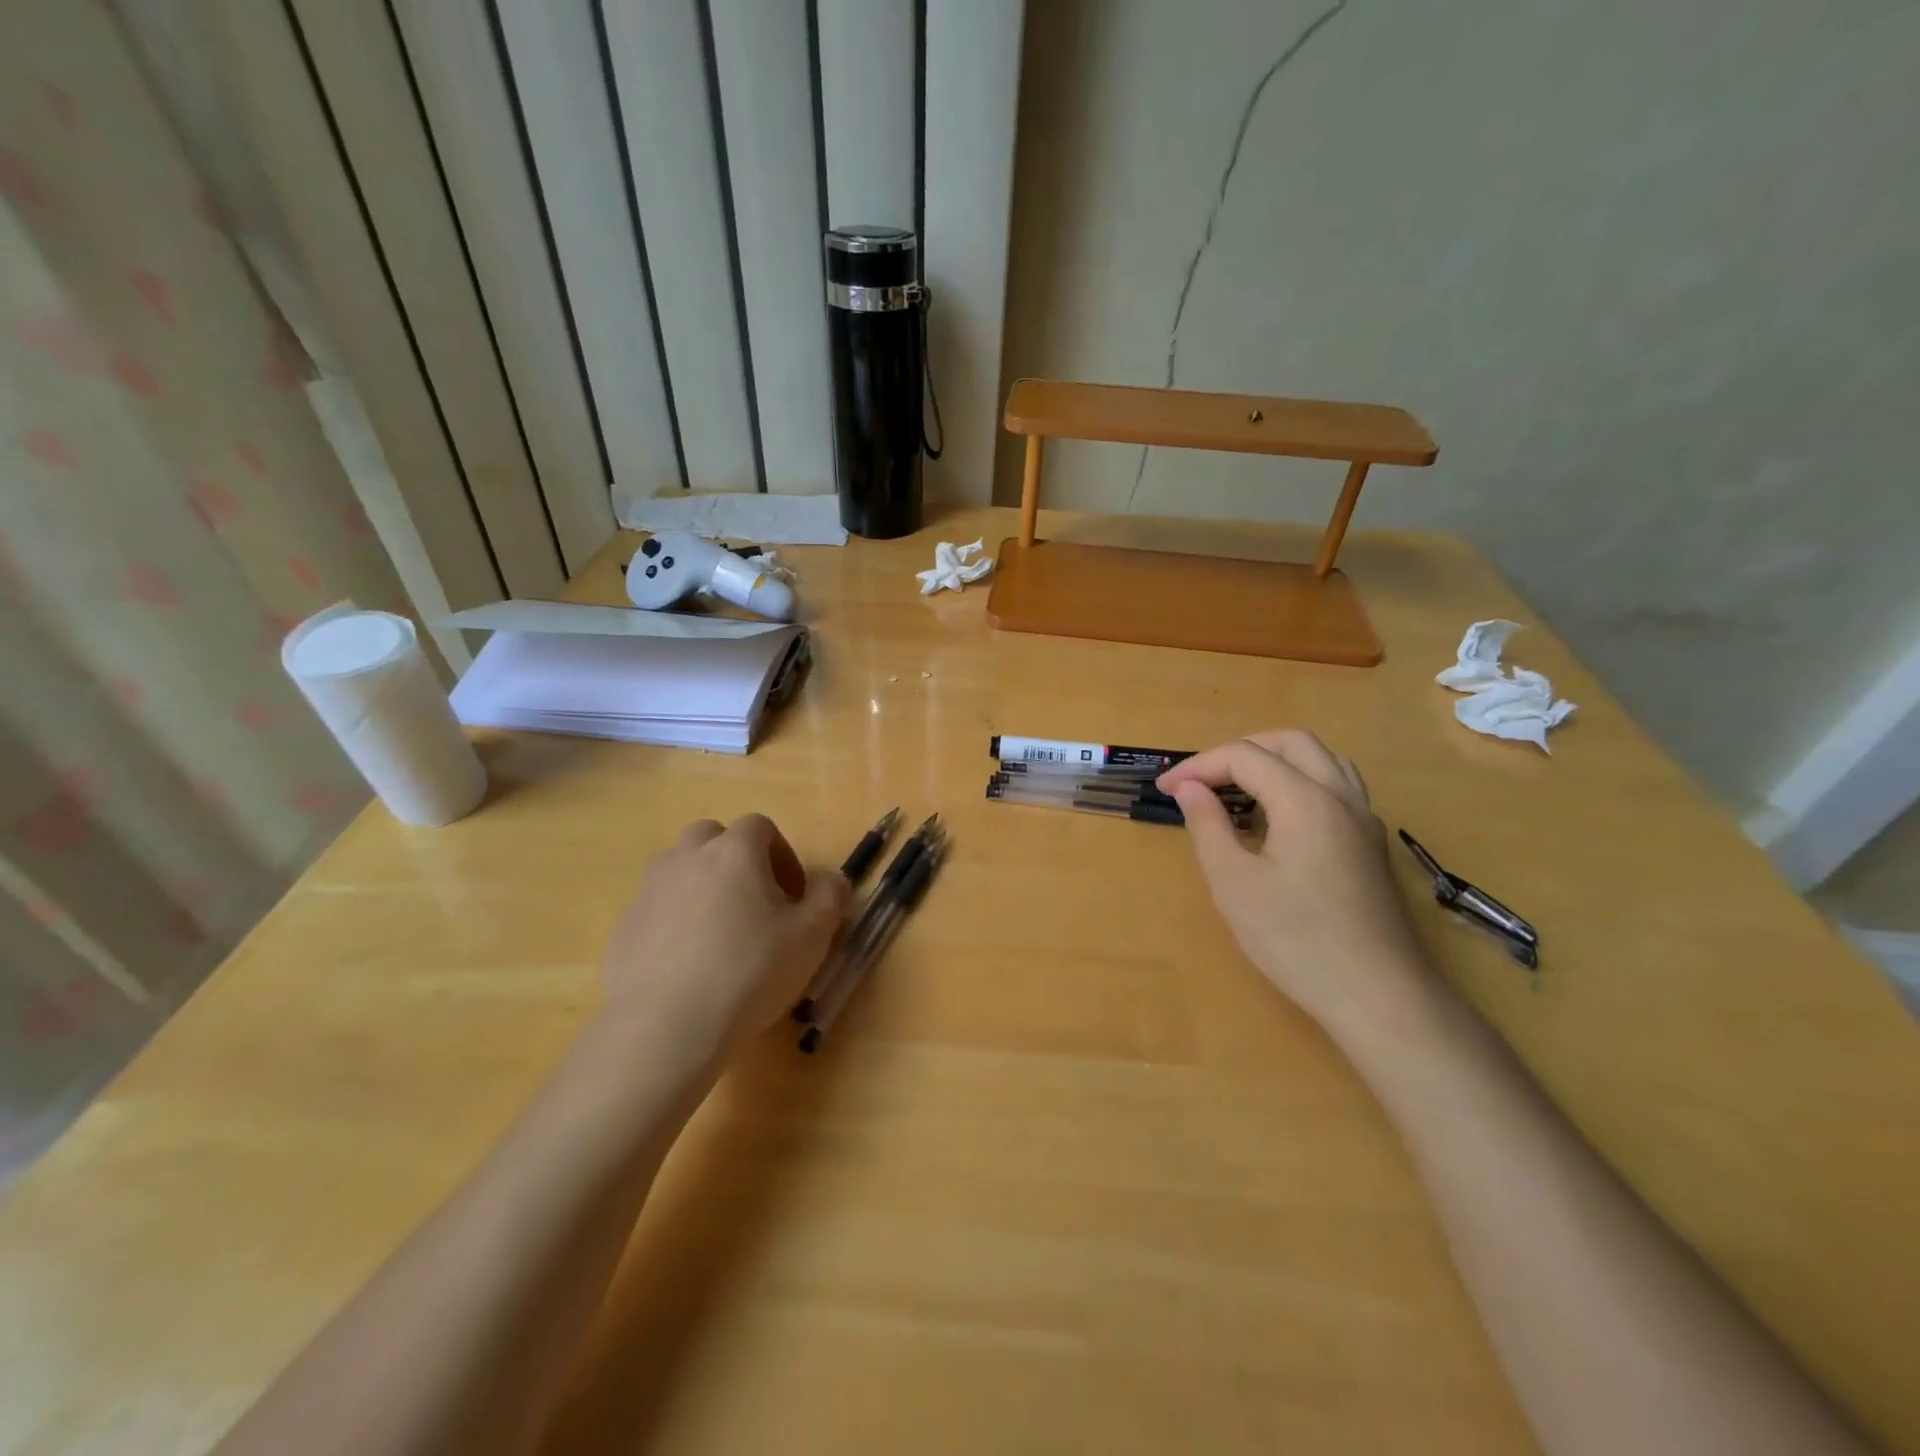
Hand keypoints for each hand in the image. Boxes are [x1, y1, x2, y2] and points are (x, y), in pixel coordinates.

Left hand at [599, 815, 848, 1072]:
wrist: (666, 1027)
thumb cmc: (750, 971)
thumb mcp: (811, 936)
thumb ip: (830, 897)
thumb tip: (832, 881)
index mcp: (734, 852)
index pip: (760, 826)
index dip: (782, 854)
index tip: (794, 894)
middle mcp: (687, 859)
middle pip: (711, 837)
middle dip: (735, 859)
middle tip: (754, 901)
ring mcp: (650, 892)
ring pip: (679, 869)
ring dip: (702, 885)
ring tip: (720, 931)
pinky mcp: (625, 928)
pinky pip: (657, 909)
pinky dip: (675, 921)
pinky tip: (690, 964)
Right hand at [1158, 730, 1429, 1039]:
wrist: (1379, 995)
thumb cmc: (1296, 939)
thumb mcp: (1234, 883)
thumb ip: (1208, 826)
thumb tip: (1189, 788)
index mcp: (1305, 799)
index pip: (1244, 756)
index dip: (1199, 766)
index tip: (1164, 789)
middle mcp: (1340, 796)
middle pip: (1290, 742)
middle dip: (1239, 750)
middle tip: (1202, 780)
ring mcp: (1364, 819)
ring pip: (1321, 759)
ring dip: (1274, 760)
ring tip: (1238, 789)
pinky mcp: (1371, 844)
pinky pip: (1336, 787)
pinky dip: (1300, 781)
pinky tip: (1279, 818)